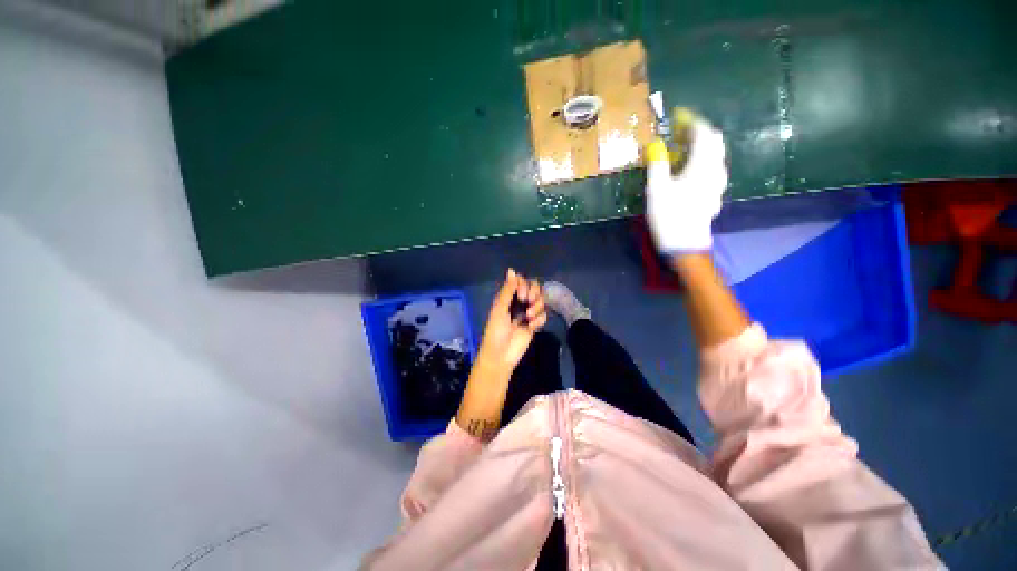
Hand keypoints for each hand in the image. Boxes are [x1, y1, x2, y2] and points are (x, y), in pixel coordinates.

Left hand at [475, 269, 546, 374]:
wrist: (501, 355)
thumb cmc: (495, 331)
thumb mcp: (499, 308)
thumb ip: (508, 290)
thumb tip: (512, 269)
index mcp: (508, 297)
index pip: (522, 281)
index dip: (524, 285)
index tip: (521, 295)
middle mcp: (519, 303)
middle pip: (534, 288)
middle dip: (534, 293)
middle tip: (527, 302)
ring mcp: (528, 313)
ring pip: (541, 301)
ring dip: (537, 307)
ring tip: (528, 318)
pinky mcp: (535, 324)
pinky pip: (544, 315)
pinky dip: (539, 319)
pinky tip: (531, 327)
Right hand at [645, 116, 728, 253]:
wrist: (685, 244)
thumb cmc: (669, 216)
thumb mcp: (657, 189)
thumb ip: (657, 164)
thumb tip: (655, 144)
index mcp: (702, 165)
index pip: (703, 133)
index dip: (691, 121)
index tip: (678, 116)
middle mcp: (715, 170)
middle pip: (714, 141)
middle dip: (698, 132)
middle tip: (679, 133)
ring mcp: (717, 183)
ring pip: (714, 155)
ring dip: (700, 147)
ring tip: (682, 150)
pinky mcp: (714, 194)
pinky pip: (712, 169)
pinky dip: (701, 161)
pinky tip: (688, 170)